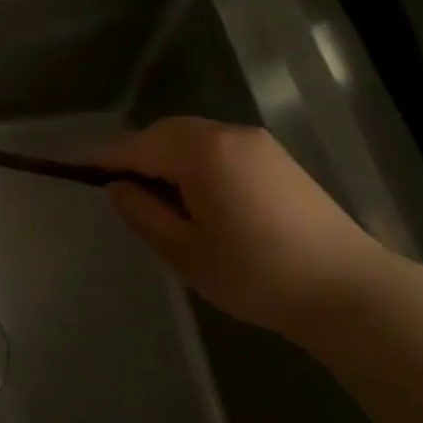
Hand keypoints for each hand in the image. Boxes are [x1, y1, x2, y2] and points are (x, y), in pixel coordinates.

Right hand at [96, 117, 387, 331]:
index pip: (136, 146)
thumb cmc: (257, 274)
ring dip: (166, 158)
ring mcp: (256, 142)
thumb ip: (143, 213)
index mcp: (201, 152)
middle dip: (135, 155)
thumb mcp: (186, 252)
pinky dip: (194, 162)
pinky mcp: (275, 157)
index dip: (103, 158)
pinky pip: (217, 147)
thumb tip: (117, 186)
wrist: (350, 290)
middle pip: (164, 133)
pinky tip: (197, 196)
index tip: (72, 167)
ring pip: (192, 138)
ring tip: (156, 198)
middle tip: (117, 190)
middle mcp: (227, 133)